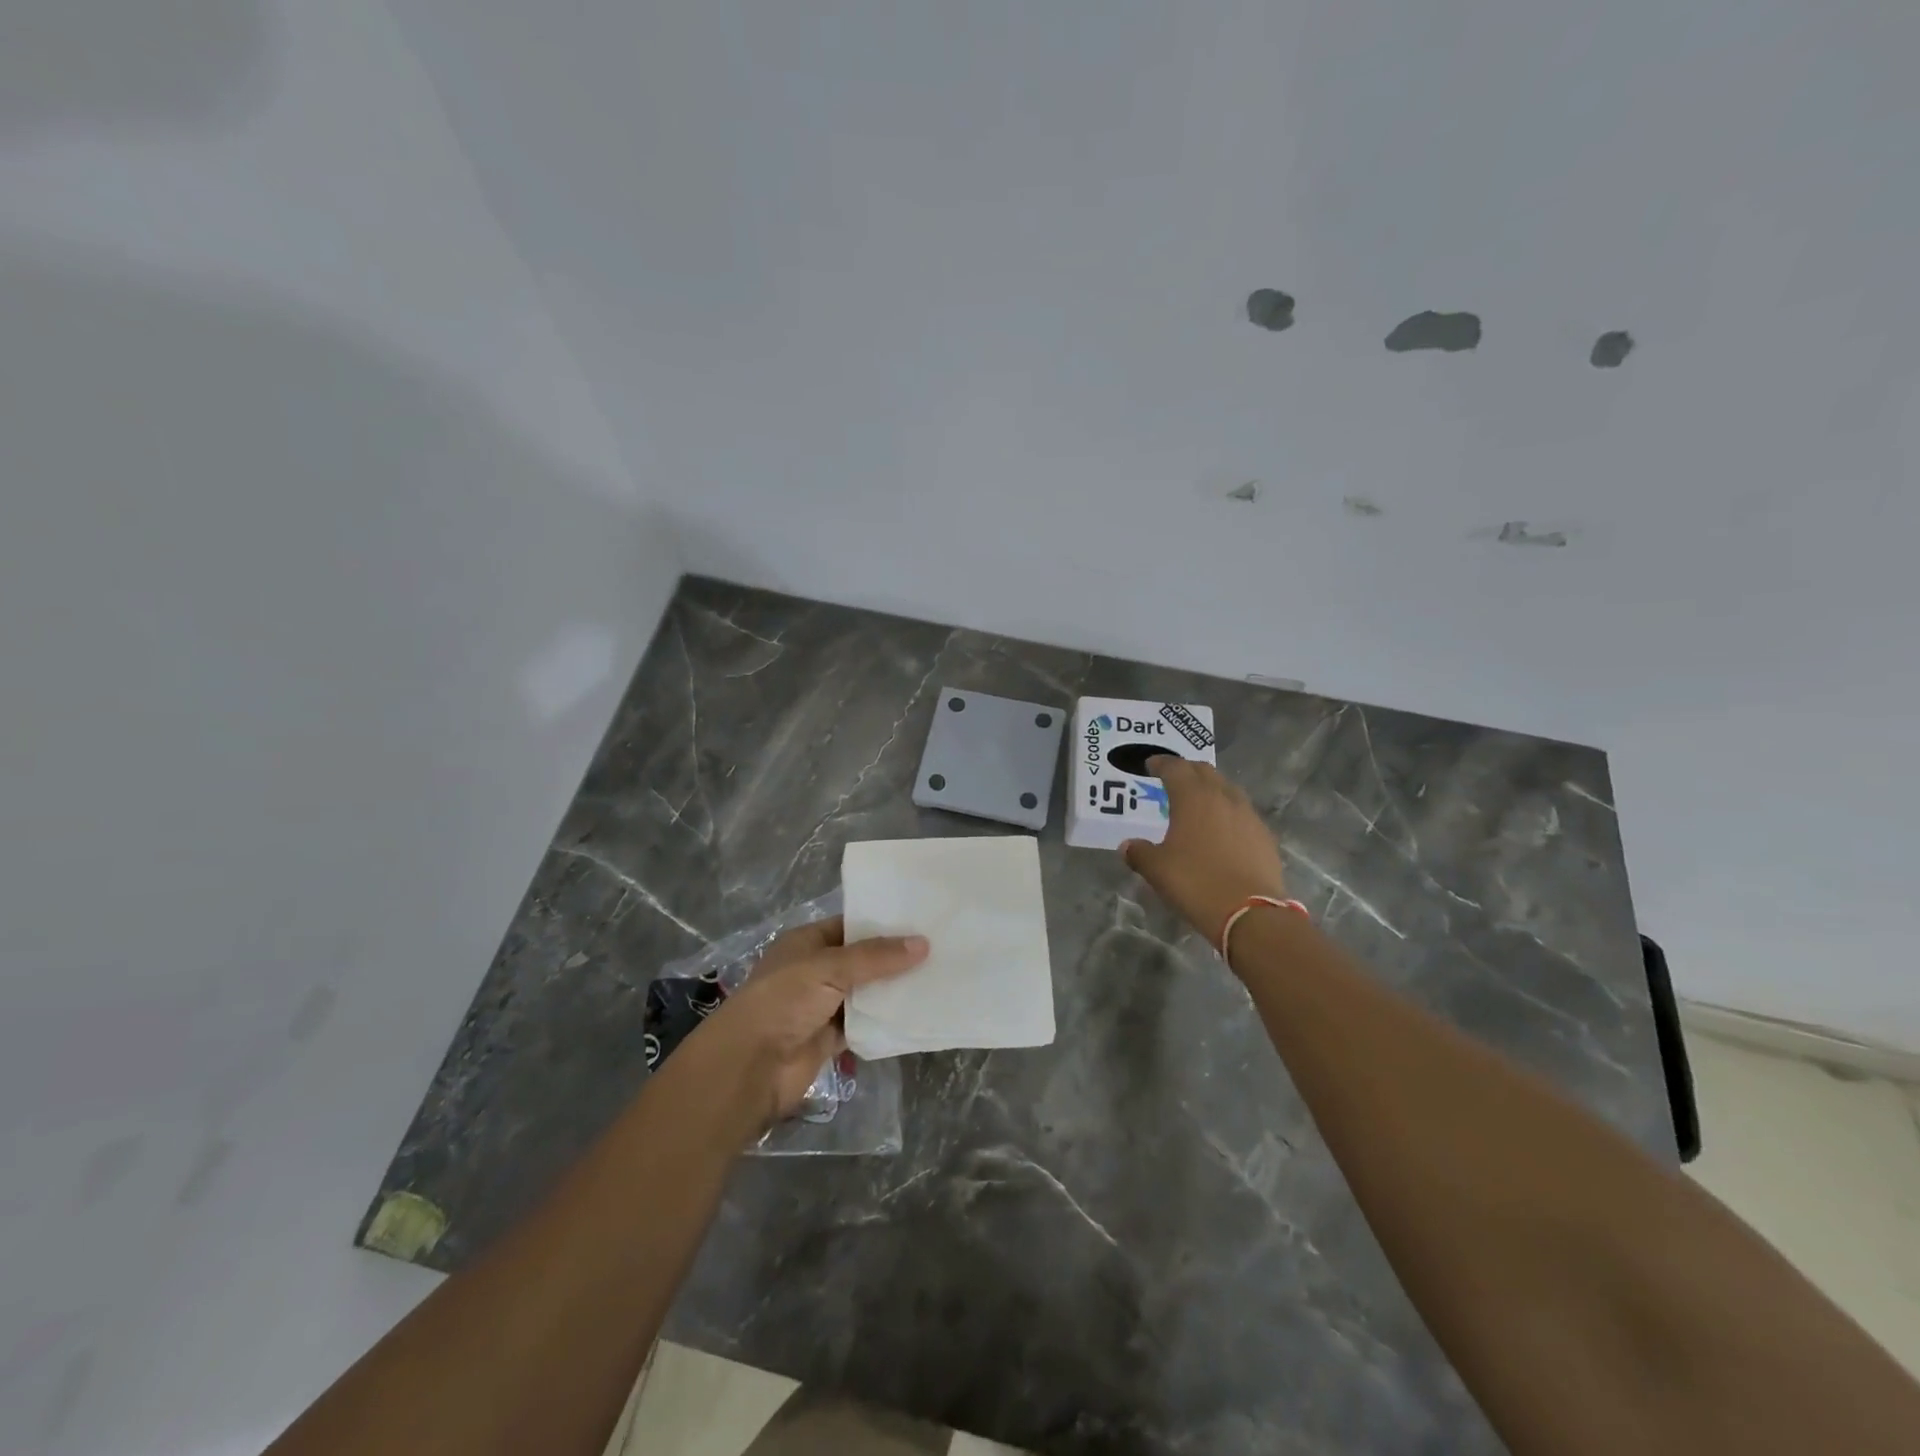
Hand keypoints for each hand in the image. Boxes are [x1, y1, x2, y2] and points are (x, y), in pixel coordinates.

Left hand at [678, 916, 927, 1132]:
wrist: (750, 1066)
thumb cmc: (784, 1001)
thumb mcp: (829, 967)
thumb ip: (876, 957)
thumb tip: (923, 943)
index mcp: (807, 942)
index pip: (850, 925)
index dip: (883, 923)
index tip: (922, 921)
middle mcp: (815, 970)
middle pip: (862, 960)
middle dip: (894, 958)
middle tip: (940, 948)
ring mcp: (823, 1005)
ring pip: (866, 992)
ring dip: (892, 990)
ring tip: (938, 977)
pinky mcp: (830, 1038)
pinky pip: (864, 1024)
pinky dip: (884, 1020)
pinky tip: (917, 1013)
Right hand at [1122, 756, 1288, 948]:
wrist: (1250, 914)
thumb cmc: (1196, 883)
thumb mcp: (1157, 870)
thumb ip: (1139, 853)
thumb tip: (1127, 846)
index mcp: (1193, 798)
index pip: (1175, 768)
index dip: (1161, 763)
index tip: (1151, 765)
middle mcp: (1222, 797)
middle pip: (1204, 771)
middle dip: (1187, 770)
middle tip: (1173, 778)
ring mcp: (1248, 815)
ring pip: (1227, 789)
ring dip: (1211, 788)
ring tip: (1198, 800)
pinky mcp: (1264, 836)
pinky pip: (1242, 812)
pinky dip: (1228, 811)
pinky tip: (1222, 828)